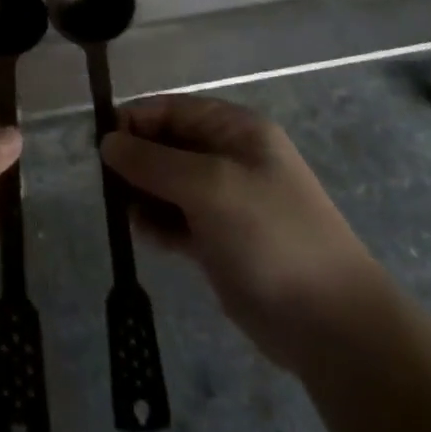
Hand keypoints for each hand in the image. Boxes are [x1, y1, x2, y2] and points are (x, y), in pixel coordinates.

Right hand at [100, 94, 383, 371]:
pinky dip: (156, 223)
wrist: (329, 322)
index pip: (171, 109)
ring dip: (141, 193)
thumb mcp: (209, 186)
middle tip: (108, 186)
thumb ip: (153, 161)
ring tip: (128, 214)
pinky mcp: (217, 239)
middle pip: (165, 144)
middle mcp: (228, 157)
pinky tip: (146, 236)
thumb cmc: (271, 235)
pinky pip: (173, 218)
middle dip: (135, 160)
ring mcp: (223, 200)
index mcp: (235, 130)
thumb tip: (106, 141)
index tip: (102, 147)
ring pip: (165, 183)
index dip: (134, 122)